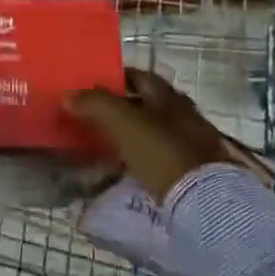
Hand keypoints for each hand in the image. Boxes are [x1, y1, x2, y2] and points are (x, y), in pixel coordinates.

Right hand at [69, 67, 229, 201]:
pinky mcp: (196, 169)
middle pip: (149, 102)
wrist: (205, 199)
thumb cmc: (161, 150)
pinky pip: (163, 154)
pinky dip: (146, 156)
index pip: (138, 76)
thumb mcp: (123, 122)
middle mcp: (183, 112)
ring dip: (135, 133)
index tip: (93, 86)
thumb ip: (95, 104)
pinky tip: (132, 166)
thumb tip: (69, 96)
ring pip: (156, 129)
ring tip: (110, 143)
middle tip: (97, 116)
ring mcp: (193, 141)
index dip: (116, 78)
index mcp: (167, 95)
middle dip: (124, 106)